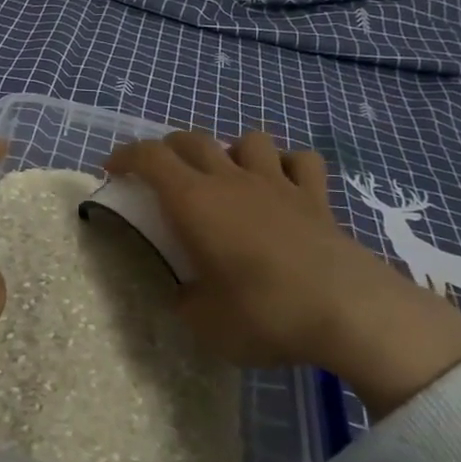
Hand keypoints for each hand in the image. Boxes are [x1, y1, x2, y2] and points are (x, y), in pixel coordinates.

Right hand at [104, 130, 460, 418]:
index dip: (126, 156)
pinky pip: (300, 161)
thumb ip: (184, 302)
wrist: (348, 310)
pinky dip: (287, 166)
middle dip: (168, 149)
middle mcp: (231, 180)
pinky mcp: (316, 197)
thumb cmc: (264, 313)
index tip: (112, 170)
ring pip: (248, 139)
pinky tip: (283, 185)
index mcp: (194, 202)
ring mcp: (277, 183)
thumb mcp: (204, 323)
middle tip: (160, 174)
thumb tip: (184, 294)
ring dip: (230, 151)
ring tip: (228, 177)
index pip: (149, 158)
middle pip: (192, 140)